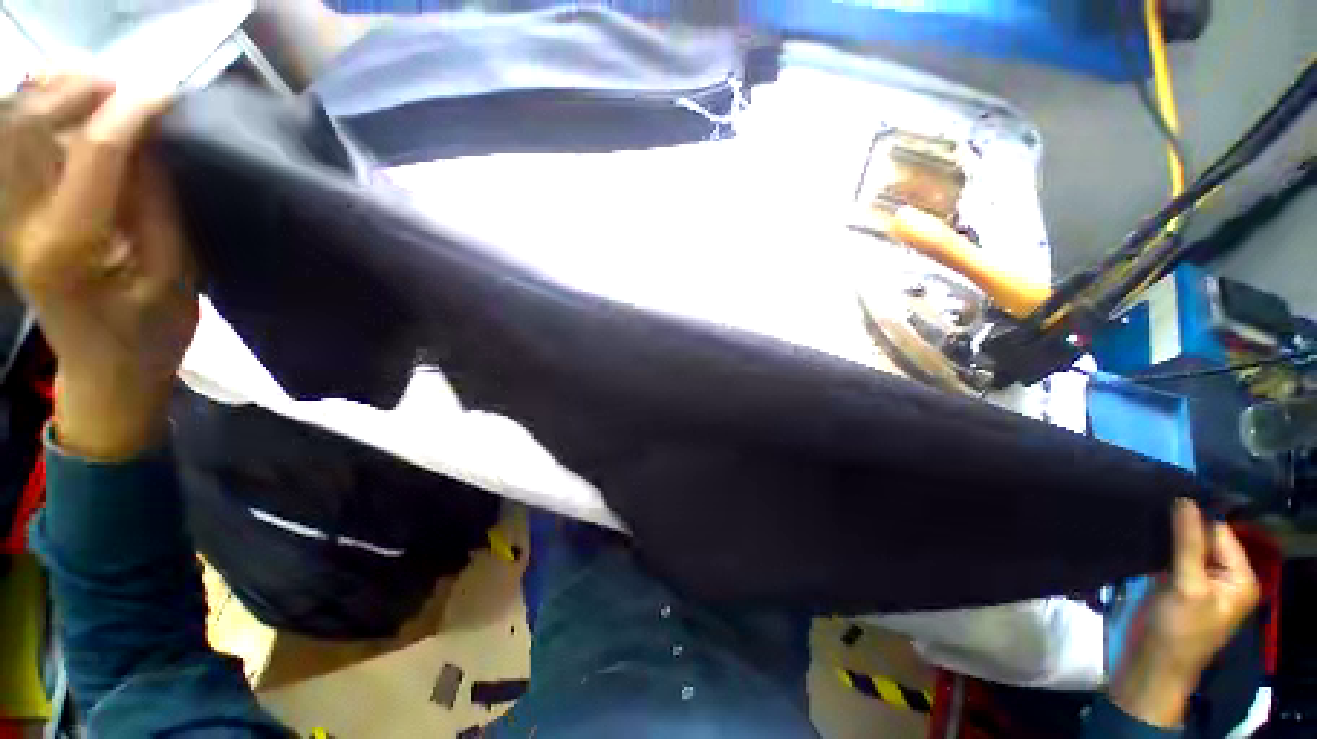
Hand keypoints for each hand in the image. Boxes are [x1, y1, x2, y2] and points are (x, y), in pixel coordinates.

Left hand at [0, 77, 196, 459]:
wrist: (105, 372)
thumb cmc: (151, 333)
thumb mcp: (173, 276)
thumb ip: (157, 205)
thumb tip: (153, 141)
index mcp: (71, 247)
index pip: (94, 151)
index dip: (133, 112)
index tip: (170, 95)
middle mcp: (23, 223)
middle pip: (34, 122)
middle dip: (85, 89)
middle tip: (133, 88)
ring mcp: (8, 217)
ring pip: (14, 124)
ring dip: (56, 92)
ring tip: (104, 88)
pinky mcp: (9, 214)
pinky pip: (11, 142)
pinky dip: (38, 109)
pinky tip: (71, 106)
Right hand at [1111, 498, 1260, 727]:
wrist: (1151, 666)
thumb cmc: (1177, 630)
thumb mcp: (1187, 587)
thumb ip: (1187, 544)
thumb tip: (1184, 498)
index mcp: (1240, 577)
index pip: (1220, 533)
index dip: (1195, 515)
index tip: (1165, 495)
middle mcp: (1225, 576)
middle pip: (1203, 539)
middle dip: (1179, 524)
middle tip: (1150, 503)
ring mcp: (1200, 582)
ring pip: (1185, 546)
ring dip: (1166, 535)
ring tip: (1142, 514)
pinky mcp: (1177, 585)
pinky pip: (1172, 557)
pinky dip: (1159, 546)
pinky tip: (1141, 535)